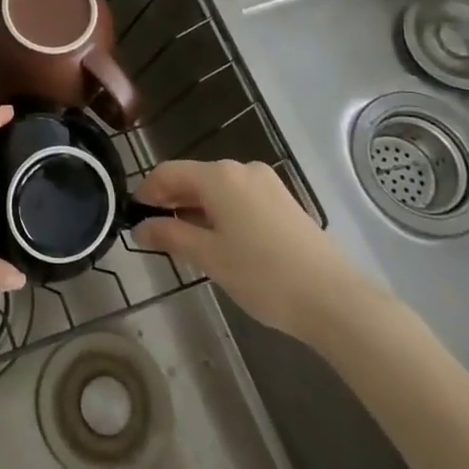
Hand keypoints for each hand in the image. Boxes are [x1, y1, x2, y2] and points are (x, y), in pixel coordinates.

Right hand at [132, 159, 387, 347]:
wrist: (334, 299)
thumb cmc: (262, 275)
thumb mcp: (209, 257)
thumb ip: (170, 235)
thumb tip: (141, 227)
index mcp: (219, 176)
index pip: (169, 171)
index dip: (147, 190)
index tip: (133, 215)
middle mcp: (242, 170)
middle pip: (194, 177)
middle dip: (171, 200)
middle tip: (154, 231)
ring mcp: (267, 184)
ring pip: (217, 189)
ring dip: (195, 208)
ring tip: (184, 240)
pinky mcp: (283, 202)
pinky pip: (239, 198)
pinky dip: (220, 212)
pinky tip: (219, 240)